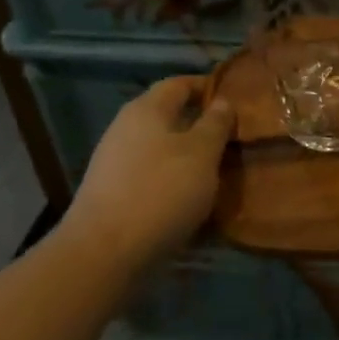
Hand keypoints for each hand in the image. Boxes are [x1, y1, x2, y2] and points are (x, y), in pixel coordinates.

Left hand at [60, 77, 232, 267]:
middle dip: (200, 124)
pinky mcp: (111, 194)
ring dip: (187, 156)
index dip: (208, 87)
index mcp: (147, 109)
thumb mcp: (202, 153)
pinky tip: (190, 199)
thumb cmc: (160, 191)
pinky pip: (150, 176)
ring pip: (160, 148)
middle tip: (232, 137)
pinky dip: (172, 180)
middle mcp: (126, 128)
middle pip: (168, 116)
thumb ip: (215, 124)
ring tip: (218, 171)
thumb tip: (223, 102)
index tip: (236, 98)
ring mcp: (114, 163)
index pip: (180, 84)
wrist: (102, 255)